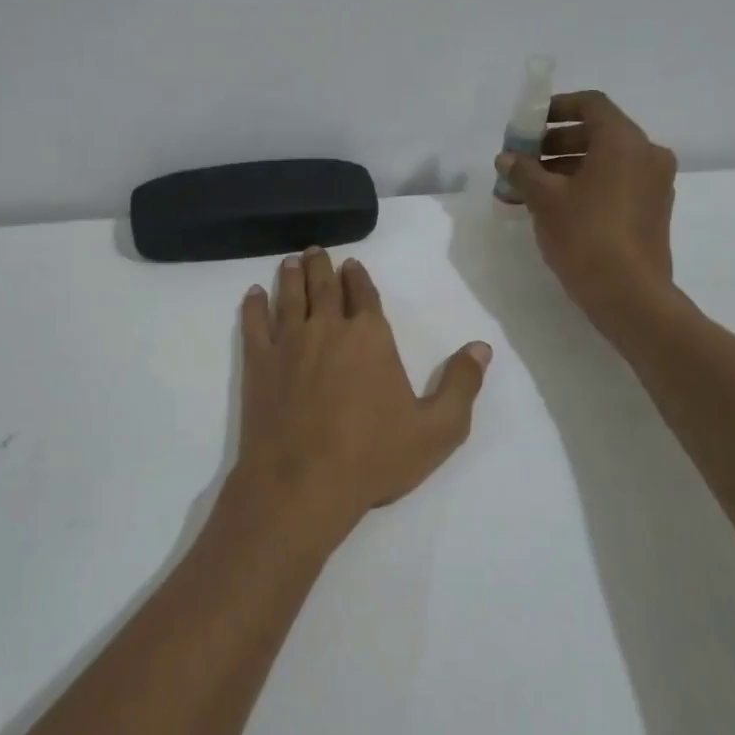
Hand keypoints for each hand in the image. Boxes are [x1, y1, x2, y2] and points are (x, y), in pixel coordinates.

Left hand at [221, 247, 491, 554]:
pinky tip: (253, 294)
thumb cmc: (374, 456)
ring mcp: (289, 343)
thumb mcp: (438, 429)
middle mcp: (328, 328)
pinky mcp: (258, 364)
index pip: (365, 295)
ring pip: (290, 297)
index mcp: (370, 337)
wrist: (304, 482)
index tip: (353, 265)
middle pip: (324, 287)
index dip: (359, 278)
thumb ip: (462, 385)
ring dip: (291, 276)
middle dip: (322, 267)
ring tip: (291, 261)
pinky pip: (254, 324)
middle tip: (316, 251)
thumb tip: (481, 347)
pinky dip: (253, 305)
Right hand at [494, 90, 678, 330]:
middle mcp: (647, 153)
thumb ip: (523, 171)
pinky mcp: (653, 209)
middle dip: (556, 143)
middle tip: (524, 159)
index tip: (529, 124)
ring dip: (568, 166)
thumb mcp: (544, 200)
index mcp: (624, 141)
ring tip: (532, 188)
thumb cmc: (585, 235)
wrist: (628, 294)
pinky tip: (557, 207)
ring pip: (606, 160)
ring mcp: (655, 183)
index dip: (556, 108)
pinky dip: (588, 184)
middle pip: (598, 132)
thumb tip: (507, 158)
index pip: (590, 104)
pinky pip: (617, 182)